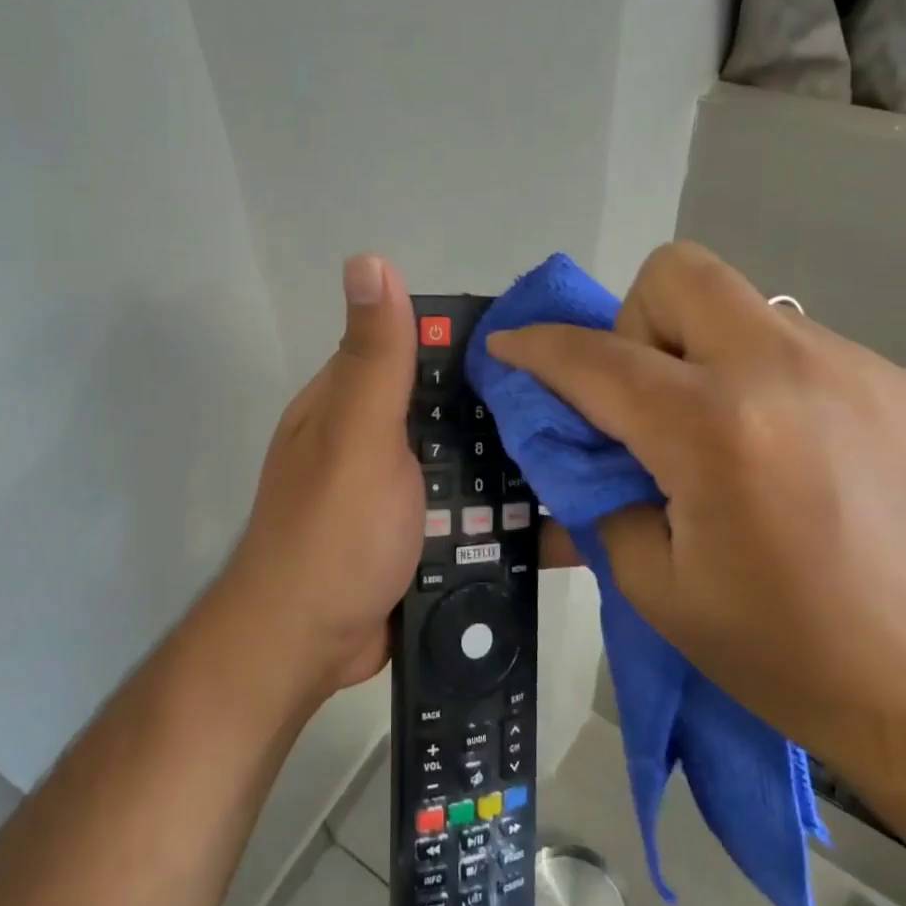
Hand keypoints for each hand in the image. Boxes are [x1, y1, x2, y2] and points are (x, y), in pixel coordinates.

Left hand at [212, 255, 581, 701]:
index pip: (422, 349)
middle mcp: (377, 438)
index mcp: (354, 400)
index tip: (553, 345)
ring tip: (599, 462)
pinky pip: (475, 516)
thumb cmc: (333, 532)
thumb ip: (374, 357)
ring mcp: (401, 491)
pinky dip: (511, 516)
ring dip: (520, 469)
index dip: (480, 344)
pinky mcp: (422, 538)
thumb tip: (368, 258)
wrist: (306, 647)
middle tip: (593, 414)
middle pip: (456, 412)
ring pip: (471, 465)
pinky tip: (569, 516)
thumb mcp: (356, 434)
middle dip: (512, 415)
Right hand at [485, 242, 905, 812]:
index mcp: (713, 430)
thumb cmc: (788, 654)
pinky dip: (759, 378)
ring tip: (721, 439)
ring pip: (737, 305)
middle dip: (634, 323)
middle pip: (677, 273)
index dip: (536, 349)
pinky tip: (787, 455)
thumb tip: (569, 442)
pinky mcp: (896, 381)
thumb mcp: (654, 584)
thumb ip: (596, 492)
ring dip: (700, 353)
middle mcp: (782, 370)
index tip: (507, 347)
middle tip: (645, 402)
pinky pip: (793, 344)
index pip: (594, 359)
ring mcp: (851, 366)